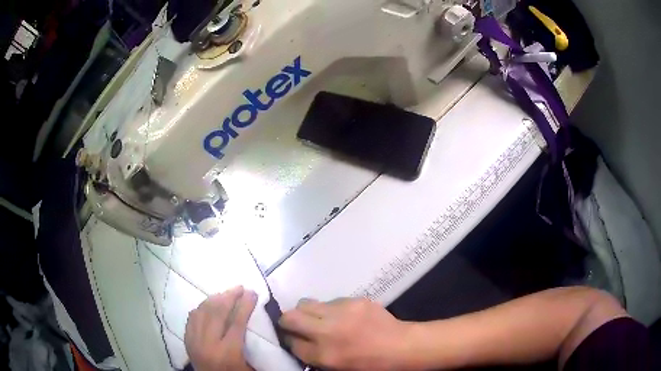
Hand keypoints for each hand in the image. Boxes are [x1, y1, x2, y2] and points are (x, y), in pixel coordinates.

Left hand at [184, 287, 257, 370]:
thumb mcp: (249, 365)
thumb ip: (251, 344)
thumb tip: (254, 318)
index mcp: (228, 352)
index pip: (236, 322)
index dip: (245, 305)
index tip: (252, 292)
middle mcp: (208, 343)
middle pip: (217, 312)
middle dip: (229, 296)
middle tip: (239, 287)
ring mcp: (194, 340)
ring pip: (202, 311)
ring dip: (215, 298)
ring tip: (226, 293)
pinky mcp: (187, 340)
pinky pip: (192, 317)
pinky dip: (201, 307)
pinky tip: (209, 304)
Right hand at [279, 298, 410, 370]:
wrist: (401, 347)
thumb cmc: (369, 365)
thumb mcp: (335, 367)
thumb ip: (312, 354)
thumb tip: (297, 340)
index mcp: (324, 355)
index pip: (290, 342)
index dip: (290, 340)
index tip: (293, 338)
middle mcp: (327, 331)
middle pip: (290, 317)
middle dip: (287, 321)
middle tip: (295, 325)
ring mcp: (341, 312)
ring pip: (307, 303)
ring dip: (308, 312)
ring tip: (322, 319)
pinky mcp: (354, 300)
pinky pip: (331, 301)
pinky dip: (330, 309)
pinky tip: (345, 317)